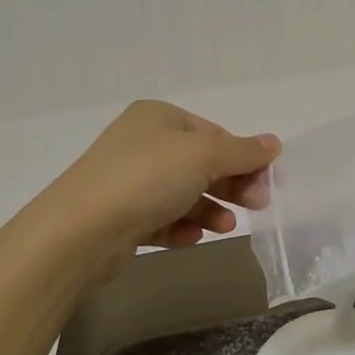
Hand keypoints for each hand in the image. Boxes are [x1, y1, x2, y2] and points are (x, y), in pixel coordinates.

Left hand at [44, 100, 279, 256]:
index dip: (243, 156)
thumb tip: (274, 142)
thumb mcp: (205, 155)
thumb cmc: (147, 178)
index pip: (214, 133)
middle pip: (200, 163)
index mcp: (158, 117)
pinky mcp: (120, 217)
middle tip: (257, 206)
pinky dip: (182, 226)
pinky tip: (193, 238)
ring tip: (225, 227)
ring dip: (210, 209)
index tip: (265, 183)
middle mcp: (142, 143)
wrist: (80, 232)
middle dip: (230, 185)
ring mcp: (128, 181)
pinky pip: (161, 218)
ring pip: (183, 193)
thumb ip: (243, 151)